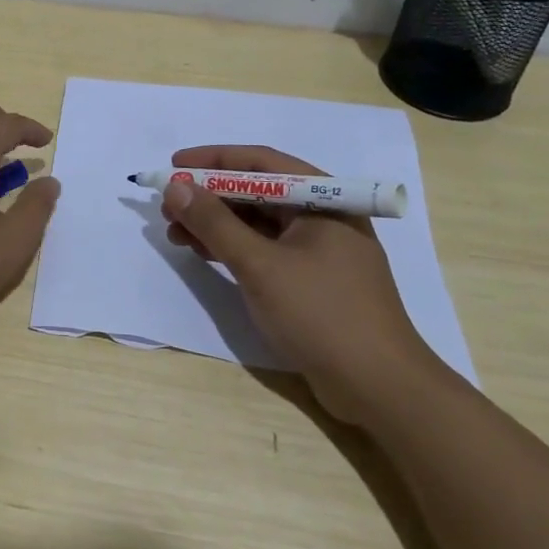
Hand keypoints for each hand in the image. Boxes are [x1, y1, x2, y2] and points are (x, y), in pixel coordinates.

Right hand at [160, 145, 434, 422]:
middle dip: (209, 196)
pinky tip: (204, 253)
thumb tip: (175, 185)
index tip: (174, 163)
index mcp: (323, 199)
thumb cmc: (322, 314)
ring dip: (216, 224)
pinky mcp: (311, 280)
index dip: (213, 160)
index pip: (261, 163)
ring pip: (257, 223)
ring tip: (175, 232)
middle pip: (257, 192)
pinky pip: (264, 249)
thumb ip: (214, 223)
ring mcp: (318, 250)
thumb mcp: (260, 265)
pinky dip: (232, 248)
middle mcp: (323, 216)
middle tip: (168, 206)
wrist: (380, 389)